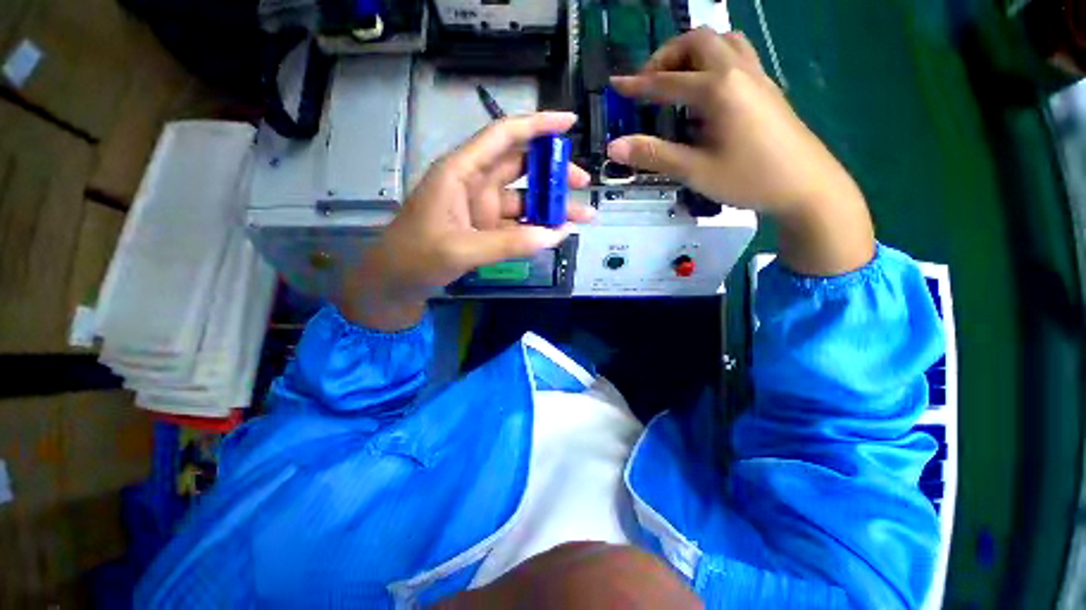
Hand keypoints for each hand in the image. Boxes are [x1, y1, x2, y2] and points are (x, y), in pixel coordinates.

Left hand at [339, 112, 592, 329]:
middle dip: (554, 172)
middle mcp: (474, 184)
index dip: (537, 126)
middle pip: (521, 167)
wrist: (396, 282)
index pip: (503, 136)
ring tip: (583, 215)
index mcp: (461, 172)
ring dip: (552, 206)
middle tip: (583, 183)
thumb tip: (557, 235)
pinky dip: (538, 227)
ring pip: (524, 198)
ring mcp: (482, 209)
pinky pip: (519, 223)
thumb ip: (510, 244)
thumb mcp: (462, 249)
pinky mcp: (486, 229)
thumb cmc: (416, 256)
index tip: (570, 123)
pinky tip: (558, 233)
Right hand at [607, 28, 873, 274]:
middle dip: (667, 56)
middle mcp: (738, 71)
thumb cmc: (749, 178)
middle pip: (698, 41)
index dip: (637, 84)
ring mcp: (757, 76)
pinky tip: (706, 91)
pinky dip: (713, 61)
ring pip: (721, 42)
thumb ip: (653, 155)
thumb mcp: (694, 170)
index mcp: (718, 89)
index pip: (667, 81)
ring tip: (676, 81)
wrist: (806, 185)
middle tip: (649, 83)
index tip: (615, 84)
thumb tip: (613, 146)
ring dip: (693, 53)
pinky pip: (737, 55)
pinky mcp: (766, 87)